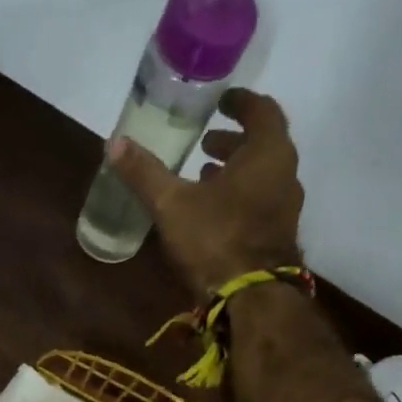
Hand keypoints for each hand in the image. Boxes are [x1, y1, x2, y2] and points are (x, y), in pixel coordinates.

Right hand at [107, 87, 304, 291]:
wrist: (251, 298)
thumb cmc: (215, 240)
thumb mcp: (172, 204)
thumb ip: (145, 173)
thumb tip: (114, 143)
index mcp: (267, 153)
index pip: (262, 111)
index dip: (240, 103)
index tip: (220, 103)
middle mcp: (286, 174)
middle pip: (263, 144)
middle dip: (233, 141)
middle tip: (204, 143)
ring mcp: (287, 208)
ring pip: (263, 176)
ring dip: (236, 171)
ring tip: (205, 175)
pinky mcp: (280, 235)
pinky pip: (262, 202)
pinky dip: (241, 196)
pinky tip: (214, 212)